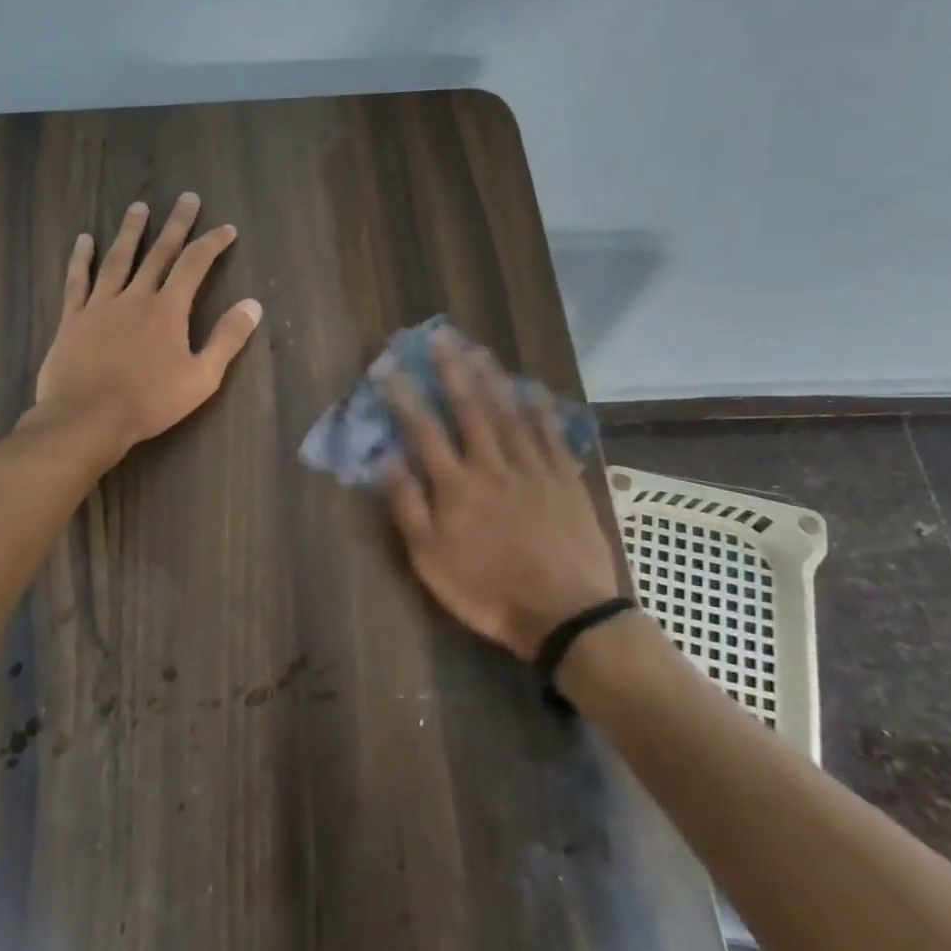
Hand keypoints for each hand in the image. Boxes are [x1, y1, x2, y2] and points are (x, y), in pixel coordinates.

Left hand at [30, 194, 261, 456]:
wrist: (87, 418)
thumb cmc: (149, 403)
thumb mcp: (201, 378)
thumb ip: (227, 339)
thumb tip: (252, 305)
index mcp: (168, 310)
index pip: (195, 265)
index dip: (212, 243)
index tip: (227, 228)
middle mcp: (135, 296)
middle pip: (158, 252)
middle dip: (176, 224)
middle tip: (186, 197)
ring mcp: (100, 305)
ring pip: (117, 259)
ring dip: (131, 232)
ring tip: (139, 207)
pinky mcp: (73, 318)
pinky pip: (77, 280)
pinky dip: (81, 258)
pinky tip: (84, 240)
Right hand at [377, 330, 619, 661]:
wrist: (565, 614)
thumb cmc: (487, 590)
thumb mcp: (431, 560)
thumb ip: (408, 507)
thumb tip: (385, 460)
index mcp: (456, 485)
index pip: (423, 430)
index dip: (403, 396)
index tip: (387, 367)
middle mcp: (493, 465)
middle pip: (470, 408)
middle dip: (451, 369)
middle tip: (439, 336)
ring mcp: (533, 469)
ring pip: (509, 412)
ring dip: (492, 377)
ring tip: (478, 348)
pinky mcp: (564, 479)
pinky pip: (550, 434)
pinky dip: (539, 408)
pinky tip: (531, 388)